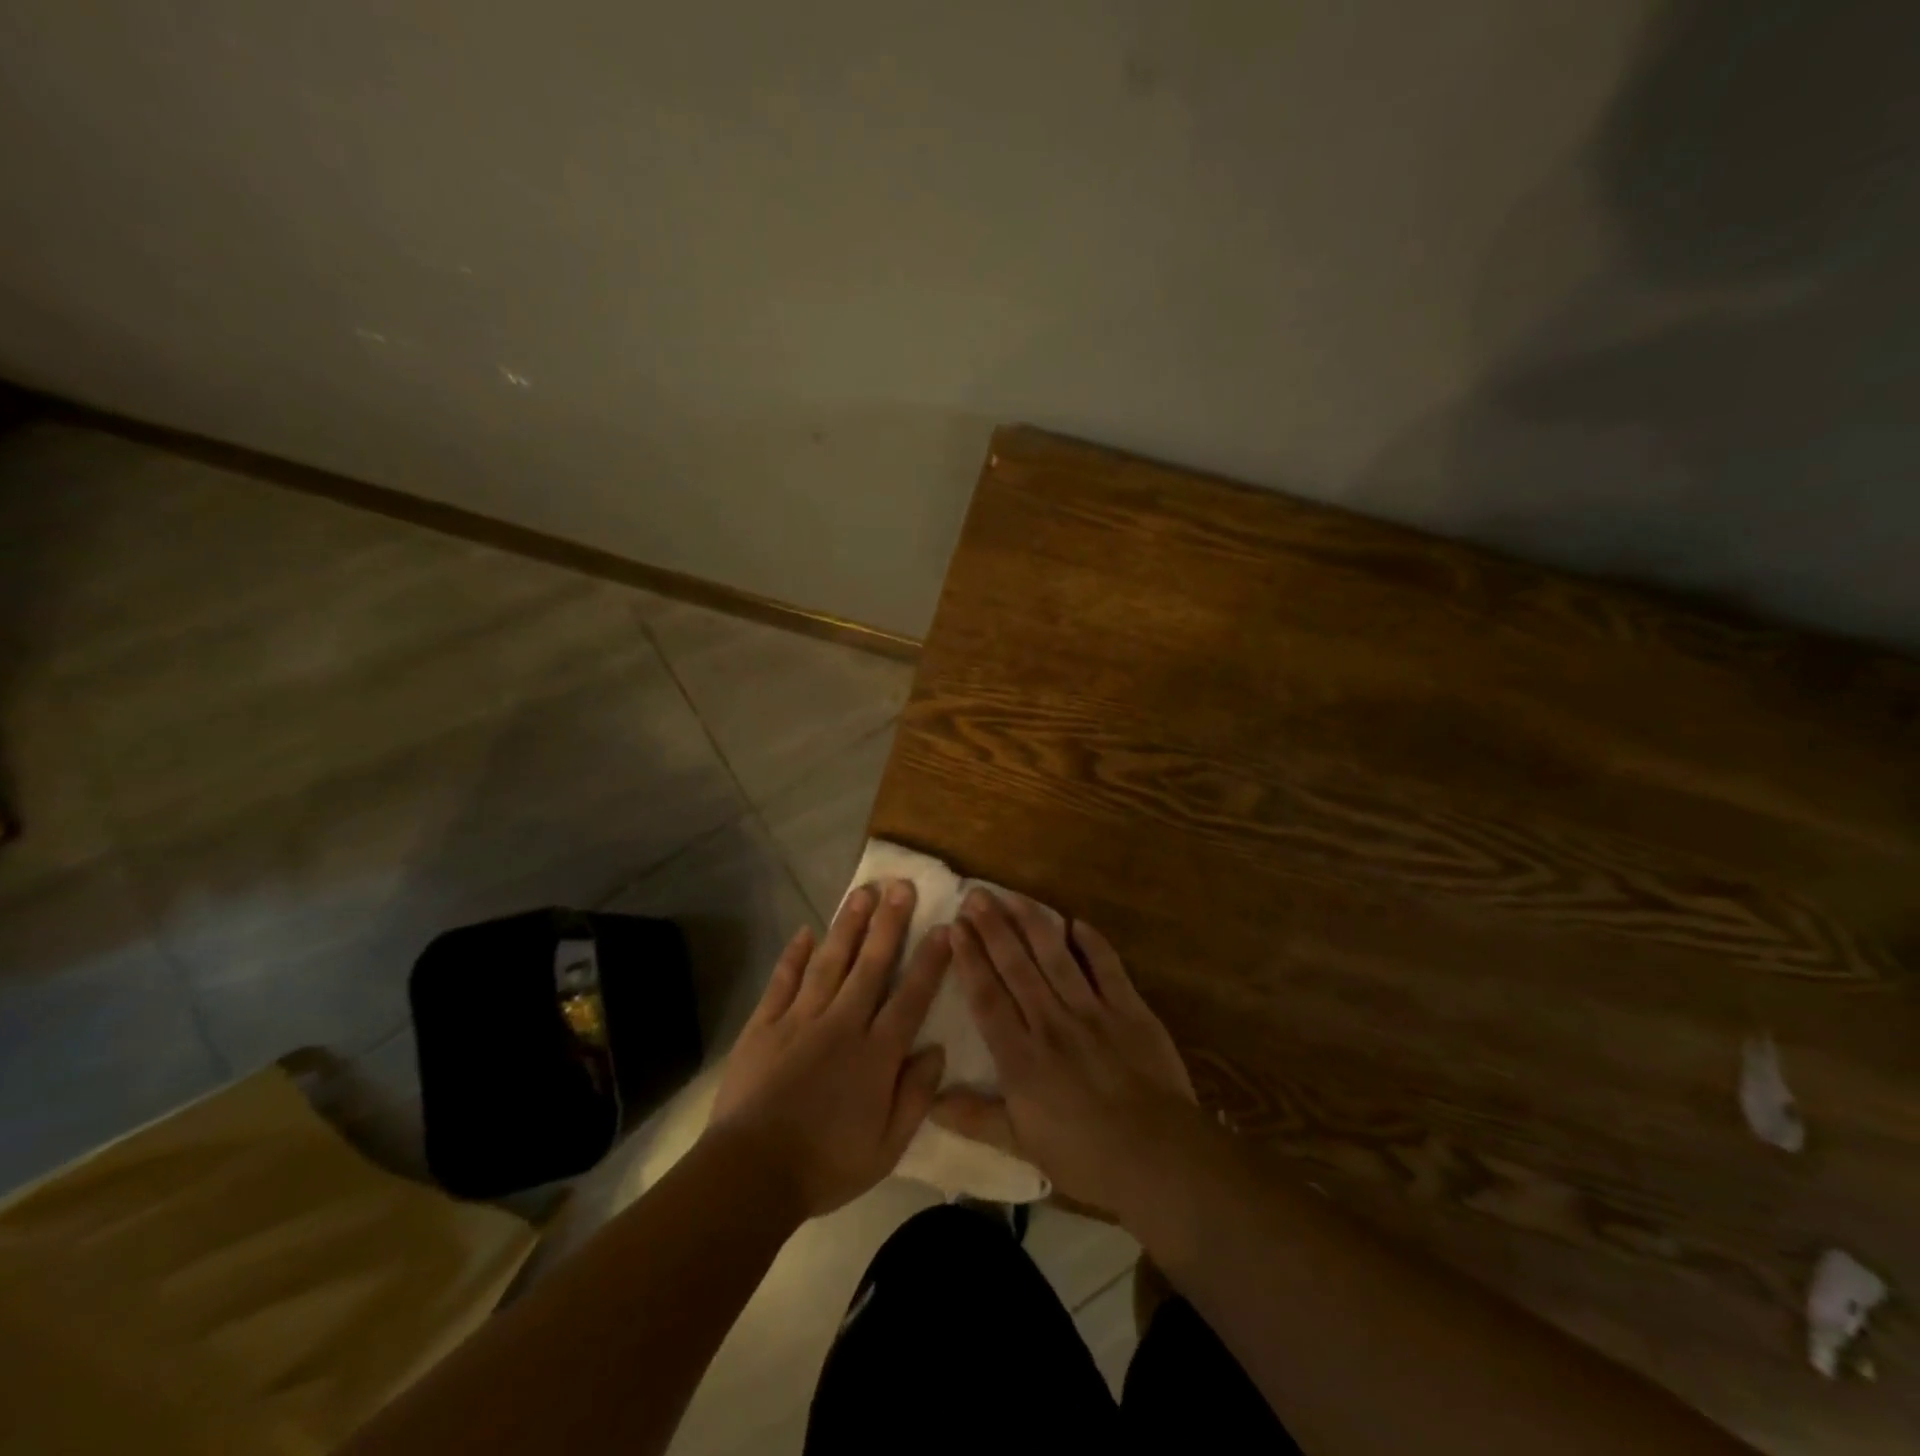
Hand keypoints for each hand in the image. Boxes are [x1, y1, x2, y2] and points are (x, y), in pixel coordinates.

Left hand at [706, 880, 949, 1218]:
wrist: (751, 1174)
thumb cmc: (826, 1165)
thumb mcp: (887, 1148)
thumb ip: (916, 1096)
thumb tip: (936, 1049)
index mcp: (876, 1054)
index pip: (911, 997)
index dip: (930, 962)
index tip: (944, 927)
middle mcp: (842, 1024)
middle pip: (871, 965)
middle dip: (888, 923)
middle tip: (901, 886)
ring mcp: (800, 1019)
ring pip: (830, 962)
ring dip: (847, 926)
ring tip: (862, 893)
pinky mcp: (764, 1025)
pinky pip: (783, 981)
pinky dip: (794, 955)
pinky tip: (805, 931)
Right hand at [932, 889, 1198, 1214]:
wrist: (1158, 1157)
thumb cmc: (1086, 1158)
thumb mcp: (1023, 1146)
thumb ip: (976, 1118)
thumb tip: (930, 1103)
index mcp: (1021, 1058)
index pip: (987, 997)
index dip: (969, 960)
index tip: (955, 927)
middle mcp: (1050, 1024)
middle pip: (1016, 967)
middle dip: (993, 928)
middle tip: (976, 895)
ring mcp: (1092, 1012)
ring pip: (1055, 957)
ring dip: (1031, 923)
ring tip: (1012, 896)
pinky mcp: (1129, 1009)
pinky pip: (1107, 967)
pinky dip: (1092, 943)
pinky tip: (1076, 922)